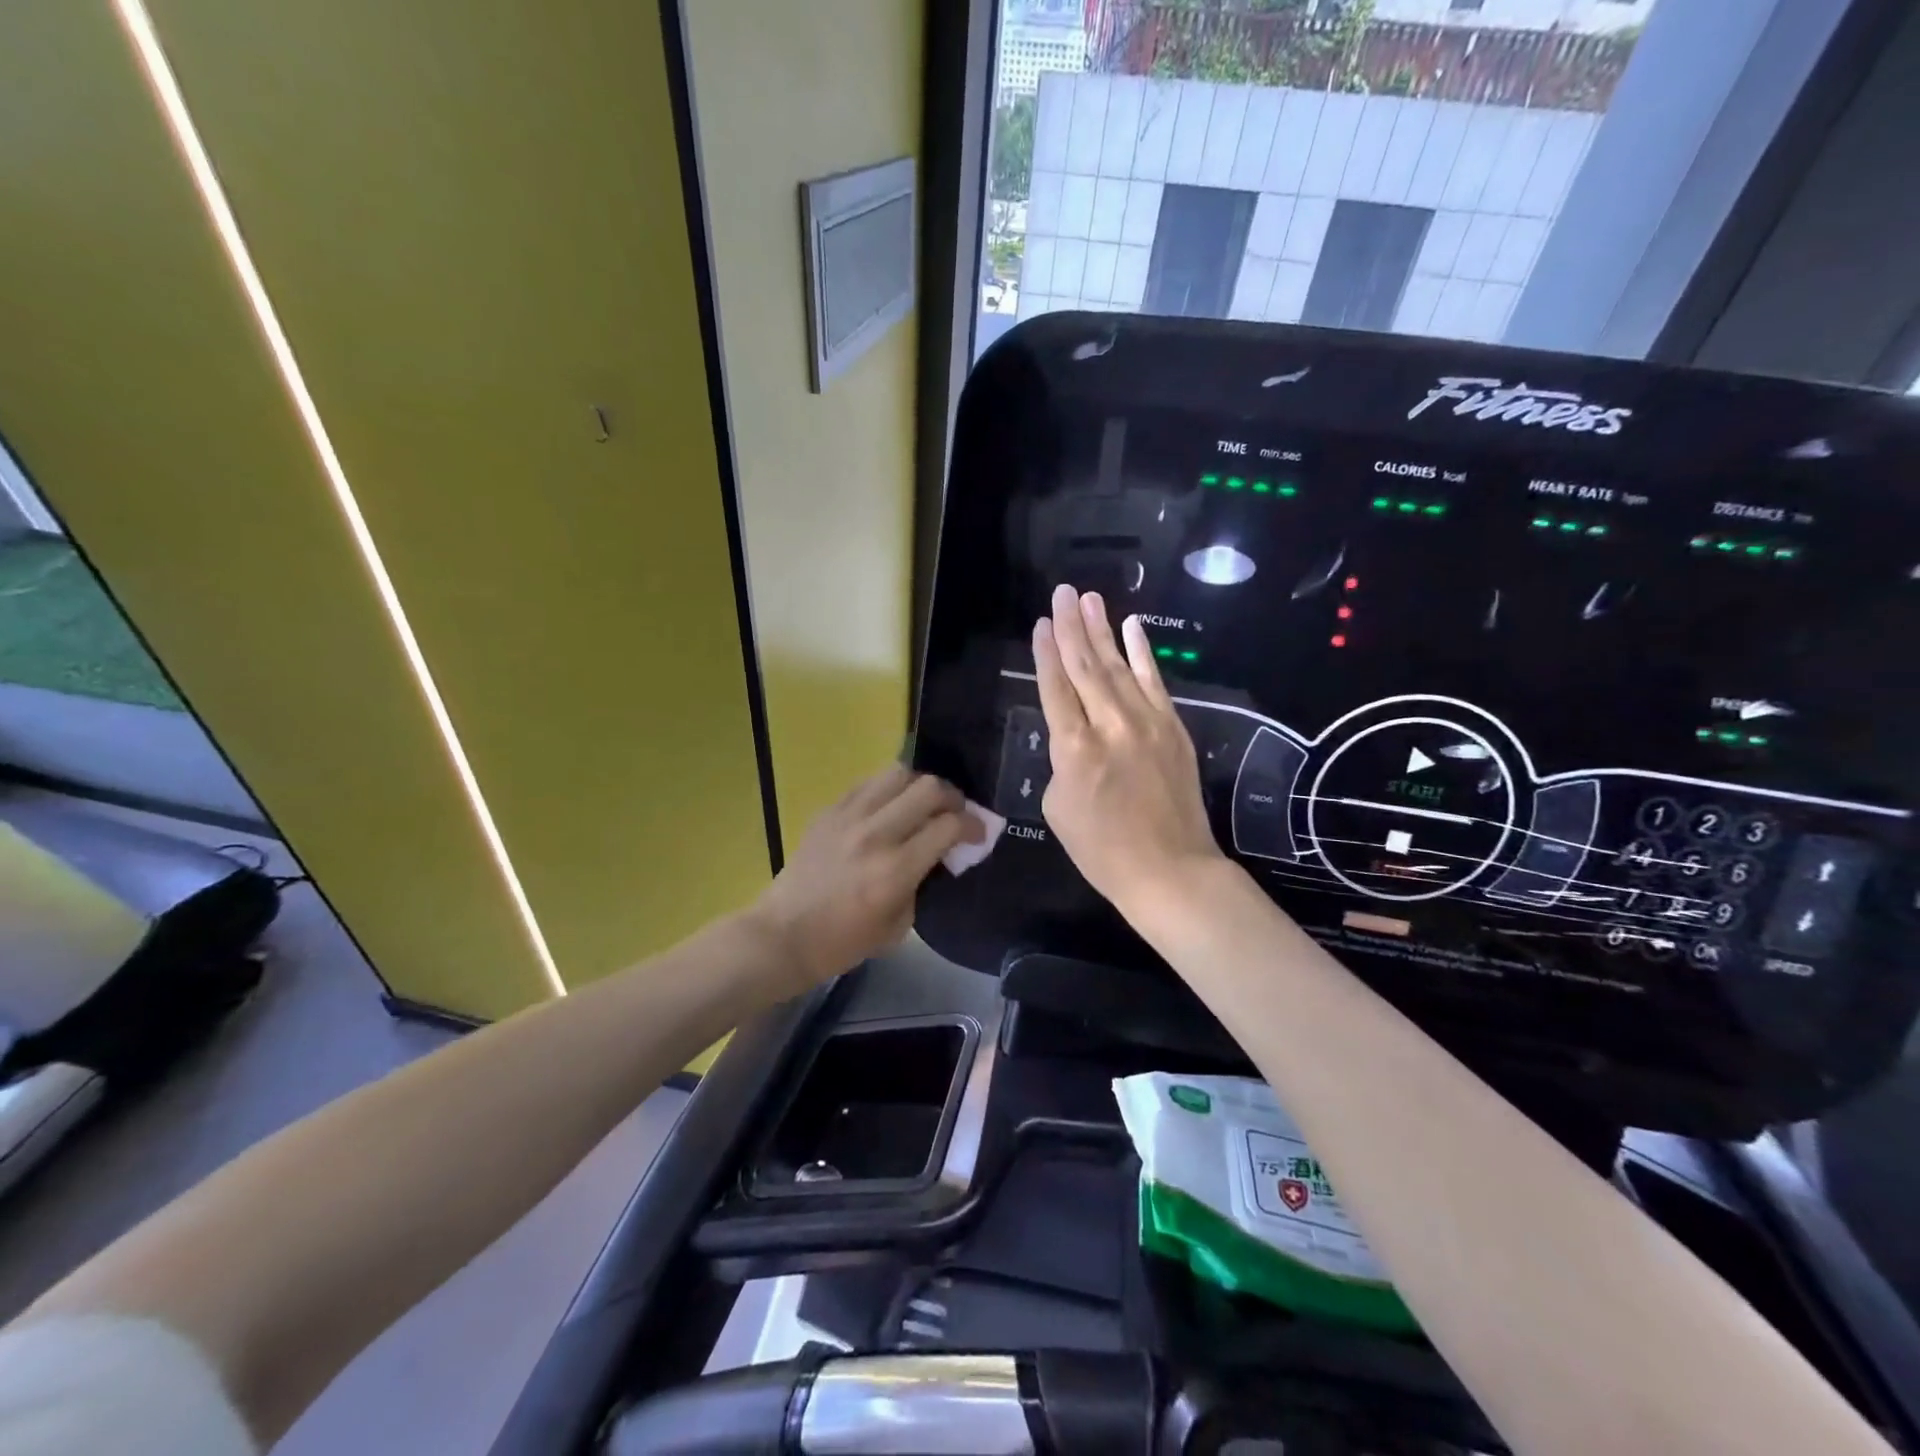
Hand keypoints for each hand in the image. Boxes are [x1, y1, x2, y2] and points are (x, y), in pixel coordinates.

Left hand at [751, 765, 983, 988]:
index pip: (949, 826)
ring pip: (898, 773)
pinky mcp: (830, 810)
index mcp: (896, 870)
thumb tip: (940, 853)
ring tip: (922, 804)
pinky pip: (869, 783)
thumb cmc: (843, 942)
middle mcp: (875, 834)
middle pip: (929, 788)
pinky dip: (888, 790)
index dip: (974, 826)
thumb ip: (924, 882)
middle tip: (954, 814)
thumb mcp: (899, 925)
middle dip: (953, 798)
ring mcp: (849, 817)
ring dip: (920, 786)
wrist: (783, 934)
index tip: (979, 834)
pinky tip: (889, 807)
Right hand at [1034, 584, 1224, 912]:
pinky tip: (1133, 627)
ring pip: (1119, 666)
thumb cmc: (1102, 849)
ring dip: (1102, 630)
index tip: (1040, 624)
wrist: (1169, 869)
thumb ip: (1061, 762)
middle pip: (1085, 666)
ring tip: (1089, 599)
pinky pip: (1154, 681)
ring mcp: (1147, 723)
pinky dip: (1143, 653)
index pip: (1055, 688)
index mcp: (1074, 749)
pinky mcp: (1173, 728)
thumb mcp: (1058, 808)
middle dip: (1071, 627)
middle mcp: (1110, 725)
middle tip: (1062, 592)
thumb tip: (1073, 737)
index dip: (1045, 654)